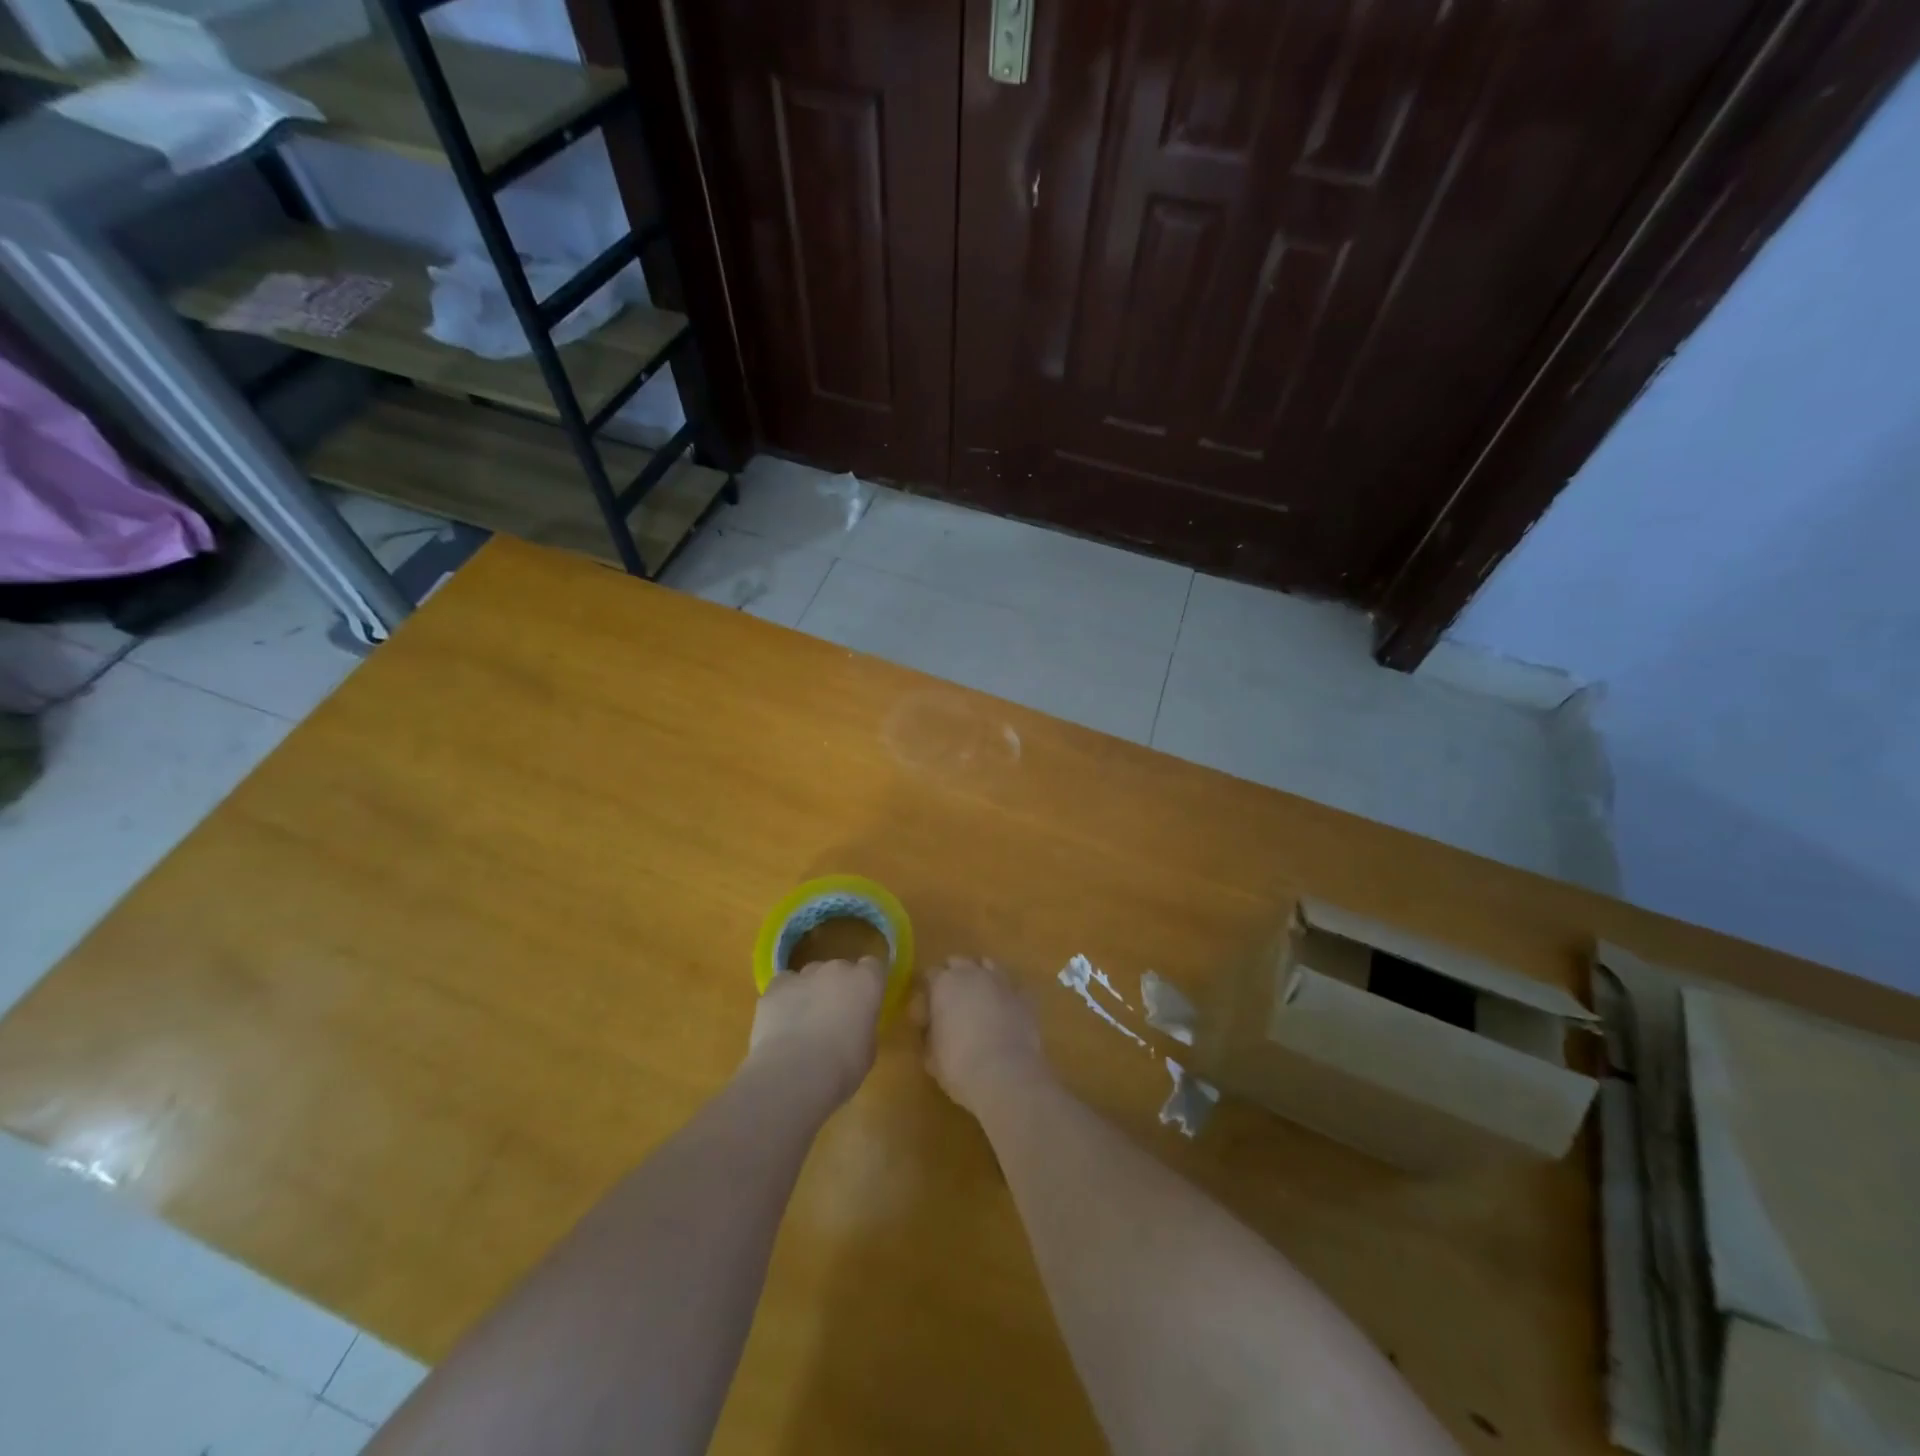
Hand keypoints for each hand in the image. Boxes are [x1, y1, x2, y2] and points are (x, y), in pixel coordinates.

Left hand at [748, 957, 887, 1104]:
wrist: (794, 1073)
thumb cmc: (842, 1066)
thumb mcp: (867, 1049)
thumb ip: (862, 1026)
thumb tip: (852, 1026)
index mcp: (866, 982)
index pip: (872, 967)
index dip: (867, 985)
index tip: (864, 1005)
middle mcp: (837, 970)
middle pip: (840, 970)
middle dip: (837, 988)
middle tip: (833, 1018)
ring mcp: (804, 975)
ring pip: (810, 976)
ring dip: (811, 992)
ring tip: (803, 1024)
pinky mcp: (776, 986)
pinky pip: (784, 985)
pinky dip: (784, 998)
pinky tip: (781, 1022)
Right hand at [915, 957, 1051, 1116]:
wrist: (1005, 1074)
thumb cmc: (958, 1065)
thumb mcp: (930, 1054)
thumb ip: (930, 1033)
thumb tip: (935, 1029)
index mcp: (944, 983)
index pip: (930, 974)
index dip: (927, 992)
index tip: (927, 1012)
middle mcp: (973, 974)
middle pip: (958, 962)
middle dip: (953, 977)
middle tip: (952, 1003)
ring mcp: (1001, 982)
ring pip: (988, 966)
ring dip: (981, 978)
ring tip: (980, 1001)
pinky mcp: (1024, 997)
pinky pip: (1012, 988)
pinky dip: (1006, 995)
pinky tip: (1006, 1012)